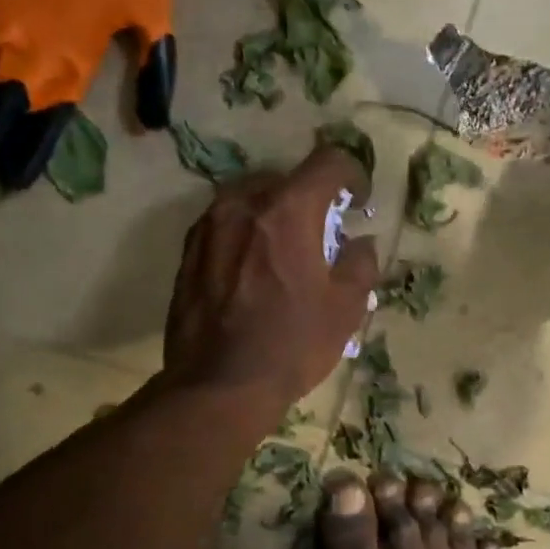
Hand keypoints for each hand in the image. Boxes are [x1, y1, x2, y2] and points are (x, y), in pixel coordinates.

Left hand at [165, 145, 379, 407]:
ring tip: (285, 251)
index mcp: (287, 210)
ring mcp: (209, 226)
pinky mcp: (189, 251)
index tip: (359, 201)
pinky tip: (253, 269)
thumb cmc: (291, 345)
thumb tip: (360, 243)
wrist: (218, 385)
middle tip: (323, 233)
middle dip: (311, 198)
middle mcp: (243, 204)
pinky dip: (246, 234)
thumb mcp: (344, 309)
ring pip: (251, 200)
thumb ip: (360, 264)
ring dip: (275, 215)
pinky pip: (225, 225)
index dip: (353, 174)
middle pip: (286, 180)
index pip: (328, 163)